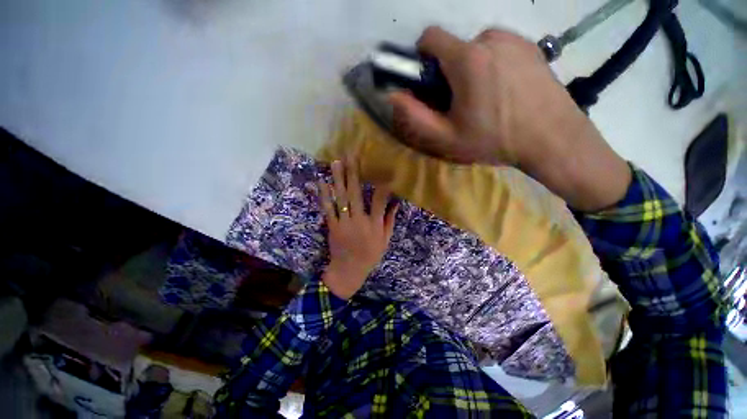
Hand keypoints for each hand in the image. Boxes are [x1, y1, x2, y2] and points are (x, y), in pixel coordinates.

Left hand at [318, 158, 398, 299]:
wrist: (349, 270)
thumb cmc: (370, 255)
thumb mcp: (385, 241)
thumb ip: (389, 221)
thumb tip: (396, 203)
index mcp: (374, 225)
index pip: (379, 201)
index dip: (381, 185)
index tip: (382, 170)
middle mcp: (359, 221)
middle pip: (355, 194)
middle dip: (353, 173)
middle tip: (350, 157)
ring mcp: (343, 223)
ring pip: (340, 198)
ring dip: (337, 179)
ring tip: (335, 163)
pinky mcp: (332, 226)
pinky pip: (327, 209)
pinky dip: (325, 195)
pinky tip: (322, 183)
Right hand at [390, 26, 630, 210]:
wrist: (552, 139)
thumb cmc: (494, 140)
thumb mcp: (446, 137)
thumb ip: (415, 116)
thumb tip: (393, 95)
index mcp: (467, 58)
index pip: (430, 37)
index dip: (422, 58)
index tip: (430, 83)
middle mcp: (490, 38)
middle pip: (454, 47)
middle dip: (449, 71)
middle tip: (461, 102)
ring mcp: (514, 39)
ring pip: (476, 48)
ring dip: (471, 69)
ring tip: (484, 99)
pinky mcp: (530, 46)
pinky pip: (498, 49)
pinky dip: (492, 65)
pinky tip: (504, 91)